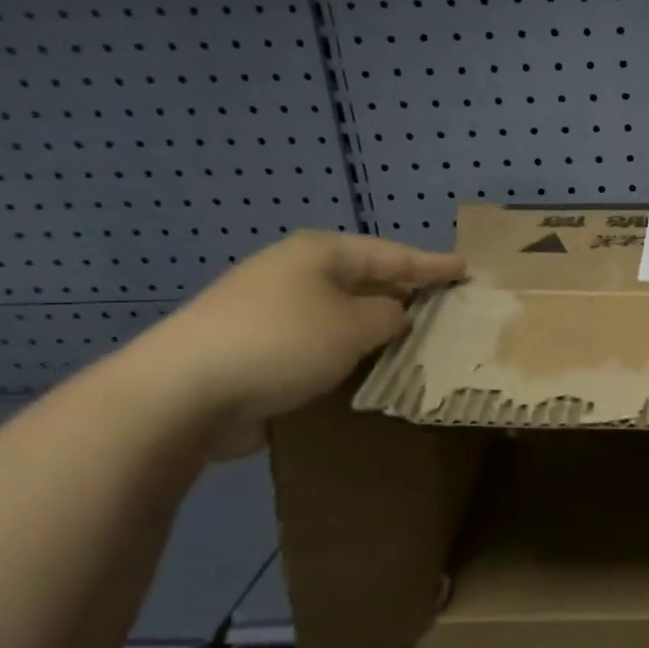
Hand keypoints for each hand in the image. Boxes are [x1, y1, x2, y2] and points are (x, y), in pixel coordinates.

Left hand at [130, 231, 462, 453]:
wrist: (183, 393)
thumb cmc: (282, 343)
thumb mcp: (354, 326)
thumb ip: (389, 316)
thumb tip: (396, 315)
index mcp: (319, 254)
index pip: (392, 254)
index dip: (432, 264)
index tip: (466, 269)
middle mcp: (295, 273)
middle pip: (365, 280)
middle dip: (405, 293)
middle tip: (445, 306)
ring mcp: (272, 310)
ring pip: (342, 314)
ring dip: (376, 327)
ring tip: (416, 339)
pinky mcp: (258, 347)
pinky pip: (320, 342)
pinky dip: (348, 351)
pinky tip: (369, 368)